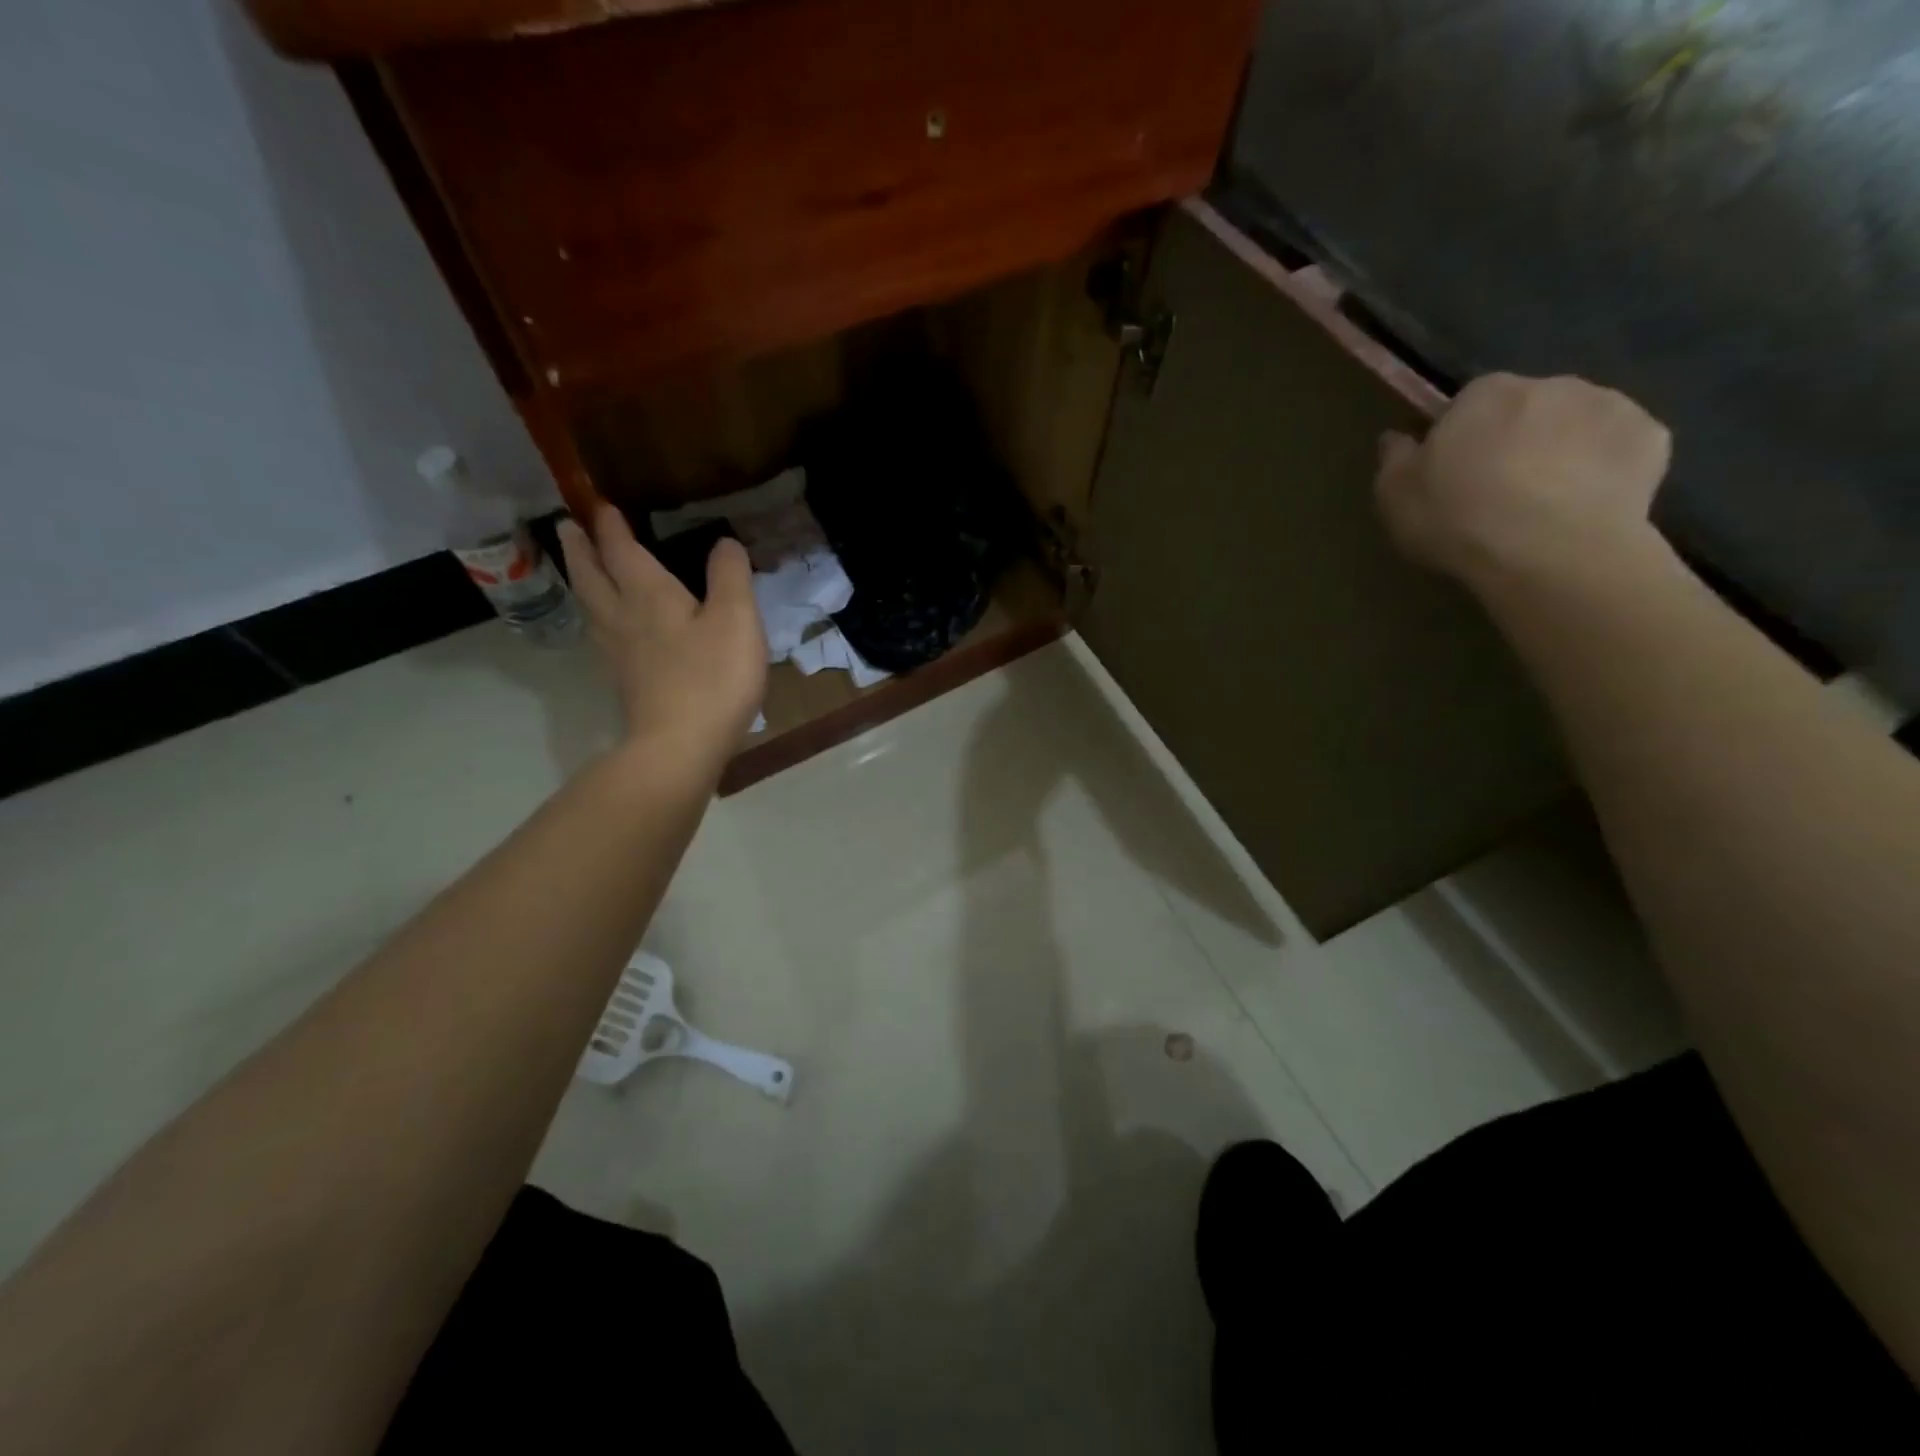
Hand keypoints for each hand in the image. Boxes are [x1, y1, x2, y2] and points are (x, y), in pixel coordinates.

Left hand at [558, 505, 766, 755]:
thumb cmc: (712, 678)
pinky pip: (602, 634)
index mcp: (648, 594)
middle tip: (569, 528)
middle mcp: (623, 617)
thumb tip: (724, 542)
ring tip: (582, 568)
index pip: (621, 549)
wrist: (680, 747)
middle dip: (581, 548)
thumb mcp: (736, 619)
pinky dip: (597, 615)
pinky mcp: (625, 682)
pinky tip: (608, 626)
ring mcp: (619, 653)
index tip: (599, 504)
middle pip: (592, 575)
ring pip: (591, 606)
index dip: (610, 525)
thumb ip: (730, 576)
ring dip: (583, 580)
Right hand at [1375, 373, 1673, 592]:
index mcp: (1485, 393)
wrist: (1548, 550)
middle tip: (1501, 490)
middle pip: (1528, 408)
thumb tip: (1396, 437)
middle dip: (1517, 438)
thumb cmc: (1458, 518)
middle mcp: (1550, 383)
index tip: (1456, 473)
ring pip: (1577, 424)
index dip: (1462, 438)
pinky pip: (1620, 448)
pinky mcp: (1652, 437)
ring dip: (1564, 449)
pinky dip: (1607, 468)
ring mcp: (1609, 405)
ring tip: (1547, 502)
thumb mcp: (1396, 496)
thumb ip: (1394, 459)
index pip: (1469, 402)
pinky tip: (1588, 505)